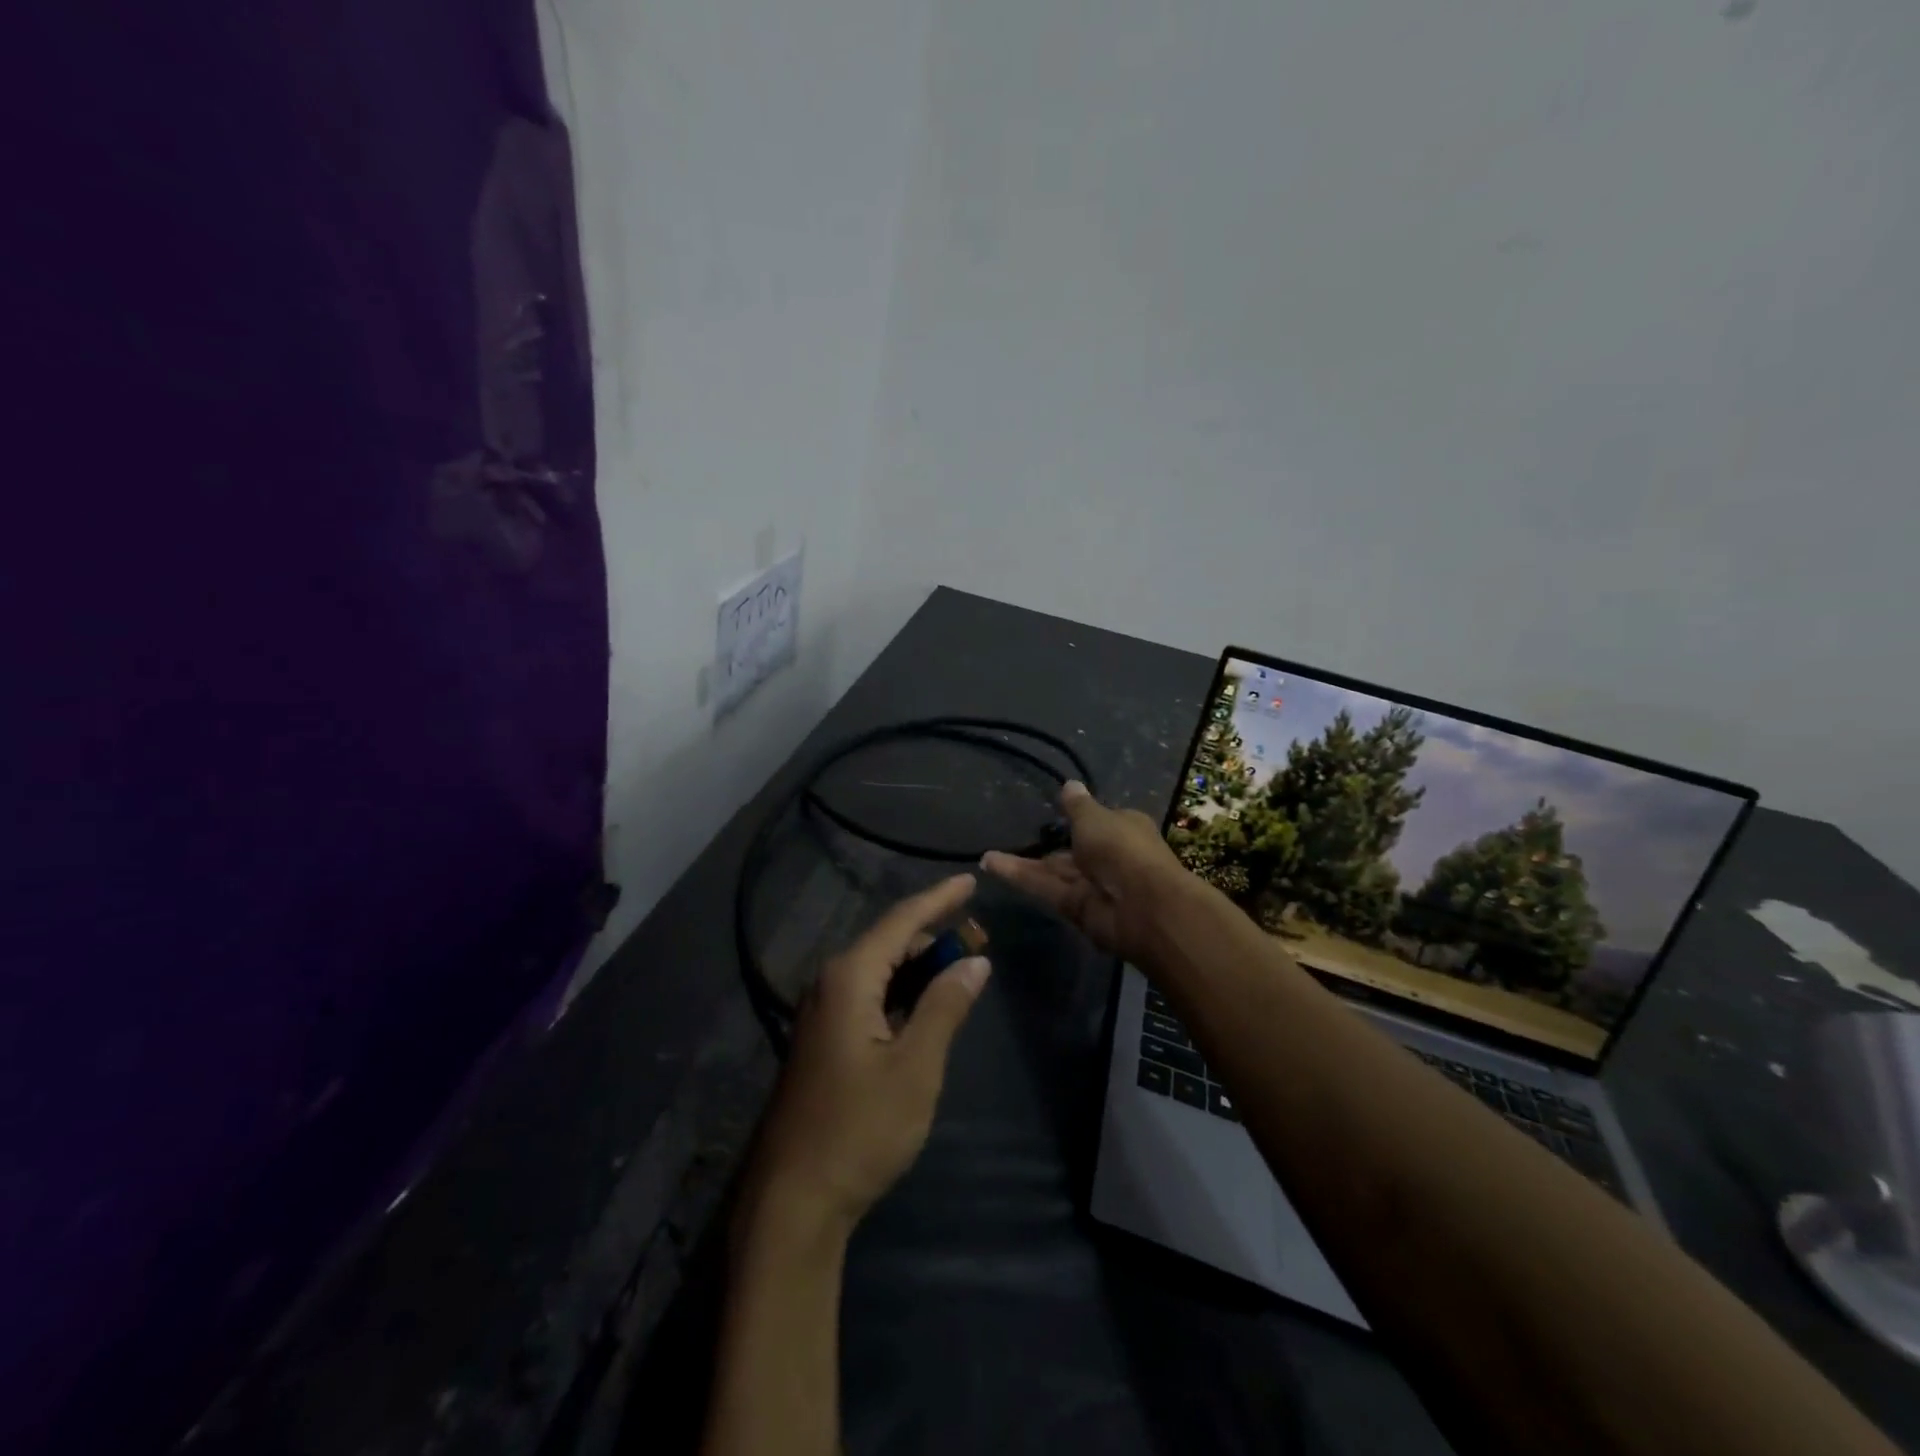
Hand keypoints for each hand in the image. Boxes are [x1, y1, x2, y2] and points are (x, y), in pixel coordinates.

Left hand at [739, 874, 990, 1245]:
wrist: (794, 1200)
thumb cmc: (860, 1130)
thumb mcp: (915, 1067)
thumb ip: (945, 1006)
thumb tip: (975, 960)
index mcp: (849, 979)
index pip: (901, 920)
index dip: (939, 898)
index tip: (971, 880)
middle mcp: (830, 984)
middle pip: (889, 942)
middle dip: (934, 936)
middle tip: (979, 940)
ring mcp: (822, 1013)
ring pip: (879, 971)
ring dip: (919, 966)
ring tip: (960, 969)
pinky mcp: (823, 1040)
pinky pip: (868, 996)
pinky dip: (901, 991)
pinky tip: (925, 1005)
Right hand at [982, 781, 1191, 963]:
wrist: (1141, 906)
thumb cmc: (1122, 848)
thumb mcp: (1095, 817)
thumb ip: (1077, 805)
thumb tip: (1069, 784)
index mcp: (1123, 828)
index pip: (1099, 821)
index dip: (1079, 817)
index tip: (1055, 810)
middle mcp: (1109, 855)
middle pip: (1074, 849)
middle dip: (1048, 843)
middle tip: (1013, 834)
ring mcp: (1092, 884)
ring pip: (1053, 870)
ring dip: (1023, 862)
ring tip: (986, 856)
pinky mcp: (1075, 907)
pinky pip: (1044, 886)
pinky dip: (1019, 876)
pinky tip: (989, 864)